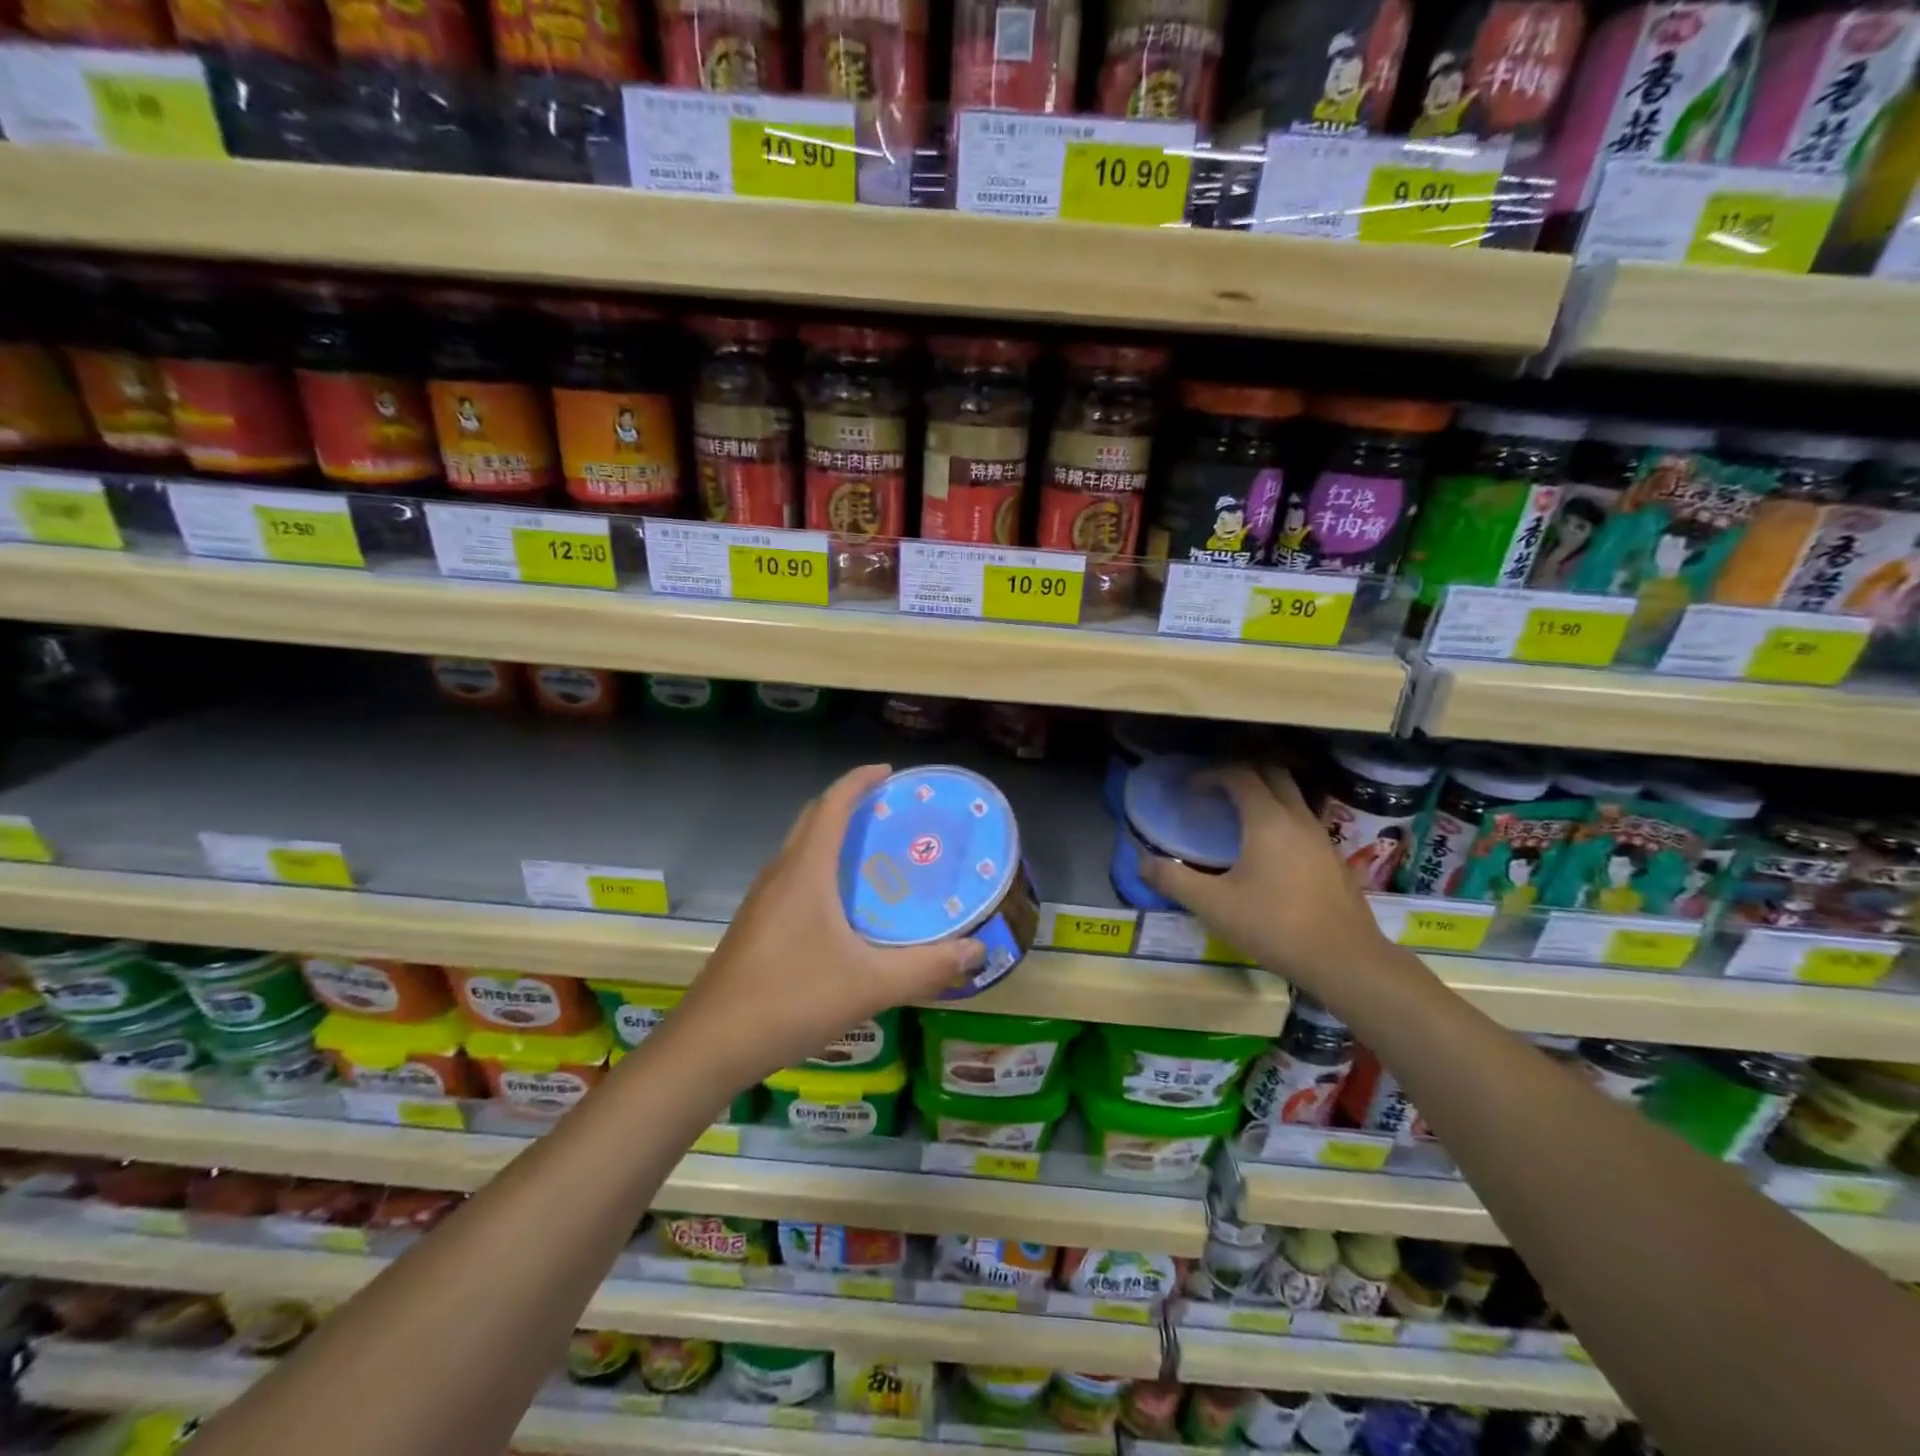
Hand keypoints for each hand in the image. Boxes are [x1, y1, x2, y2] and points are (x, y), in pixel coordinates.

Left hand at [673, 764, 984, 1082]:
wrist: (709, 1046)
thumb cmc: (790, 1000)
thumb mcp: (870, 985)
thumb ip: (927, 968)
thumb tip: (978, 952)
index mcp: (805, 872)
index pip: (832, 805)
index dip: (859, 781)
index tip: (889, 772)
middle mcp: (780, 875)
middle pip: (813, 820)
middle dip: (848, 805)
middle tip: (889, 814)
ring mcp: (762, 902)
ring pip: (799, 852)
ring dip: (832, 840)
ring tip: (873, 858)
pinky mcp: (755, 927)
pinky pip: (793, 880)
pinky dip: (820, 872)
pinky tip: (843, 912)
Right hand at [1140, 763, 1390, 992]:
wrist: (1345, 961)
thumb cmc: (1275, 926)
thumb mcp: (1214, 905)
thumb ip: (1174, 880)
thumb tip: (1142, 862)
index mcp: (1268, 820)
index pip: (1239, 774)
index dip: (1210, 774)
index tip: (1188, 789)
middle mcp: (1298, 818)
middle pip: (1271, 773)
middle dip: (1240, 772)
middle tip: (1214, 788)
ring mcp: (1321, 837)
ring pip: (1292, 795)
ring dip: (1264, 793)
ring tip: (1237, 815)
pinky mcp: (1334, 858)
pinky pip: (1303, 820)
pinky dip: (1280, 817)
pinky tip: (1268, 850)